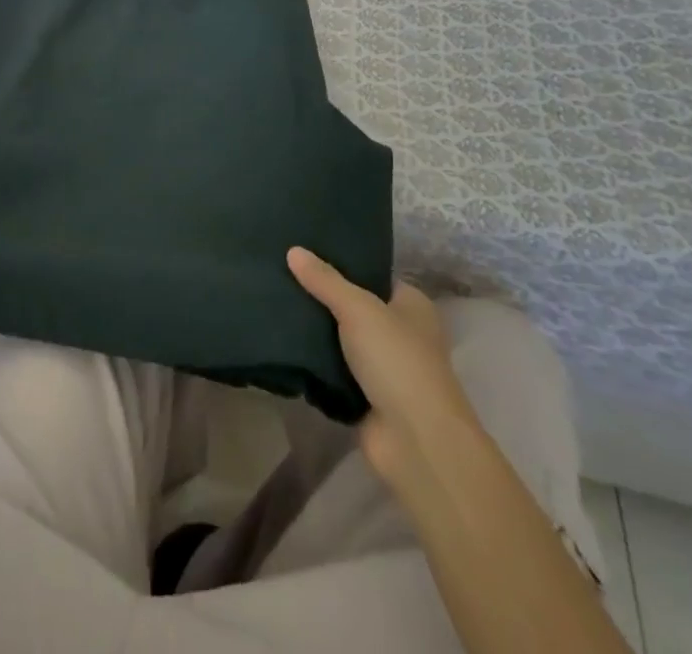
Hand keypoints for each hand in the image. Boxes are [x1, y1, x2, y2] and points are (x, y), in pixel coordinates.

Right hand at [288, 247, 471, 482]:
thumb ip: (324, 280)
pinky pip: (335, 370)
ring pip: (342, 339)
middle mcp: (402, 333)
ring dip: (317, 331)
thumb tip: (293, 249)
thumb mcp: (358, 308)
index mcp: (412, 305)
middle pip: (354, 306)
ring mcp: (384, 368)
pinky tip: (285, 343)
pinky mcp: (366, 398)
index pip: (372, 274)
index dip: (342, 263)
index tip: (305, 252)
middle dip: (323, 297)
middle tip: (282, 275)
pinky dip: (316, 363)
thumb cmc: (397, 360)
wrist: (415, 442)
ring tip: (275, 303)